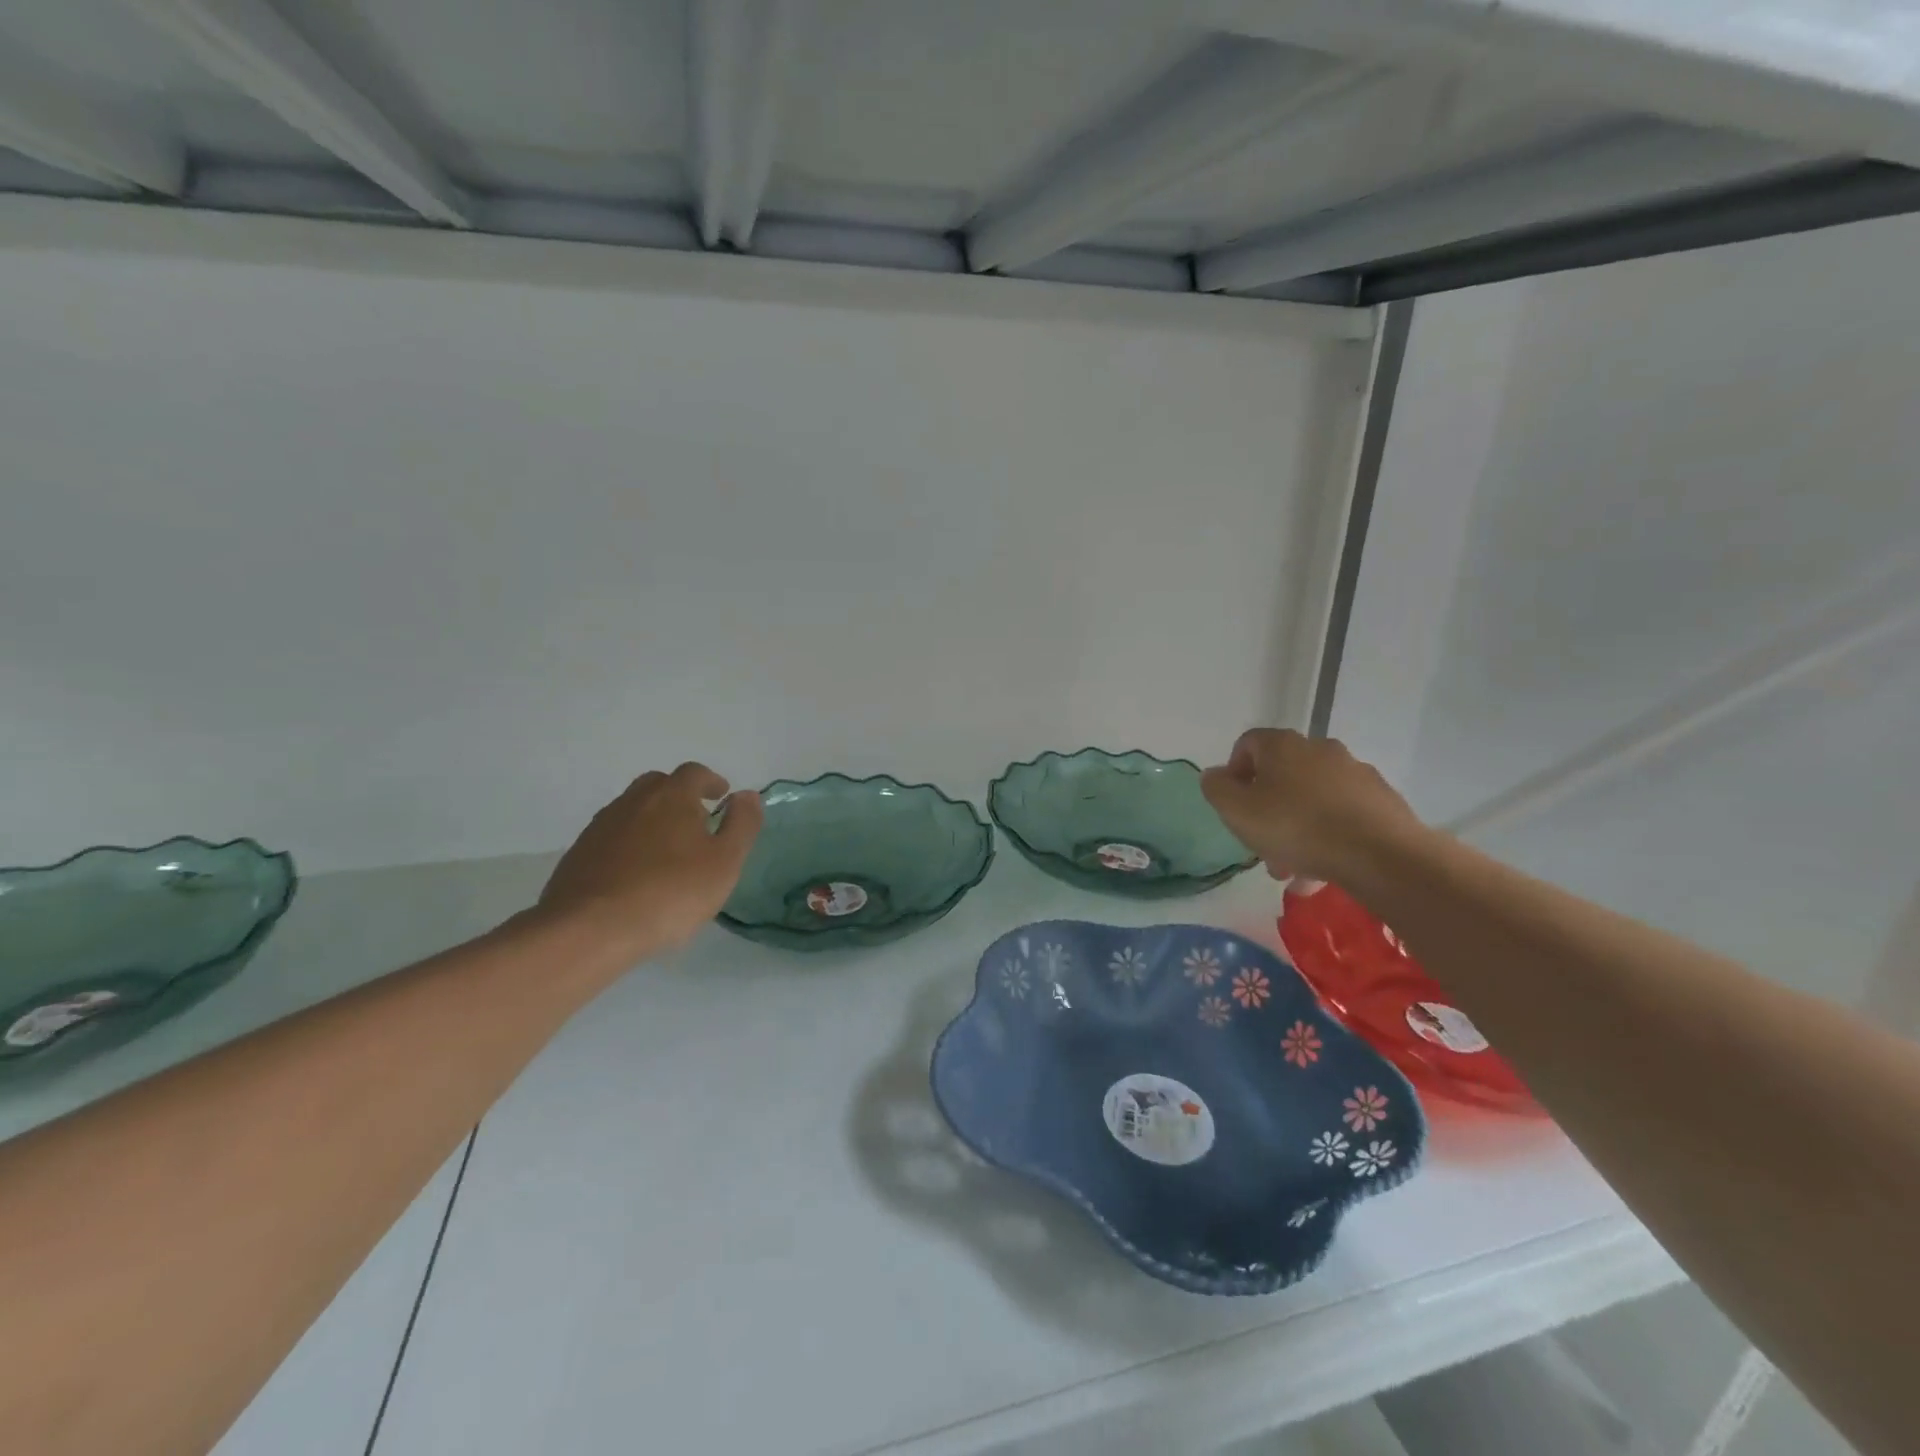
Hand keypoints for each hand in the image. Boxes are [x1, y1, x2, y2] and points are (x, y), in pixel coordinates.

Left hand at [536, 763, 763, 959]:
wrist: (590, 929)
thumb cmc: (670, 892)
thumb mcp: (725, 862)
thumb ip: (742, 824)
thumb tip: (747, 795)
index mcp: (672, 796)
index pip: (694, 773)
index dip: (711, 781)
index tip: (721, 796)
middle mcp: (633, 801)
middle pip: (658, 784)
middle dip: (679, 795)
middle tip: (695, 820)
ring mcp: (601, 826)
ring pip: (632, 810)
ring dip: (652, 819)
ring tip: (667, 850)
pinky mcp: (579, 854)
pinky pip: (612, 836)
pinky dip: (628, 843)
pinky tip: (636, 873)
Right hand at [1200, 729, 1423, 884]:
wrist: (1380, 854)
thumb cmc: (1296, 827)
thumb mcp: (1237, 811)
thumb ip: (1216, 789)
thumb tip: (1215, 775)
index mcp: (1283, 745)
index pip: (1248, 743)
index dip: (1234, 771)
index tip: (1233, 805)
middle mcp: (1320, 748)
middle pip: (1282, 774)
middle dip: (1267, 809)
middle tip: (1261, 845)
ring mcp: (1355, 772)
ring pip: (1312, 798)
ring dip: (1297, 827)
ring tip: (1293, 869)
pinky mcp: (1381, 799)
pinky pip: (1342, 814)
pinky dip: (1328, 834)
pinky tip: (1324, 868)